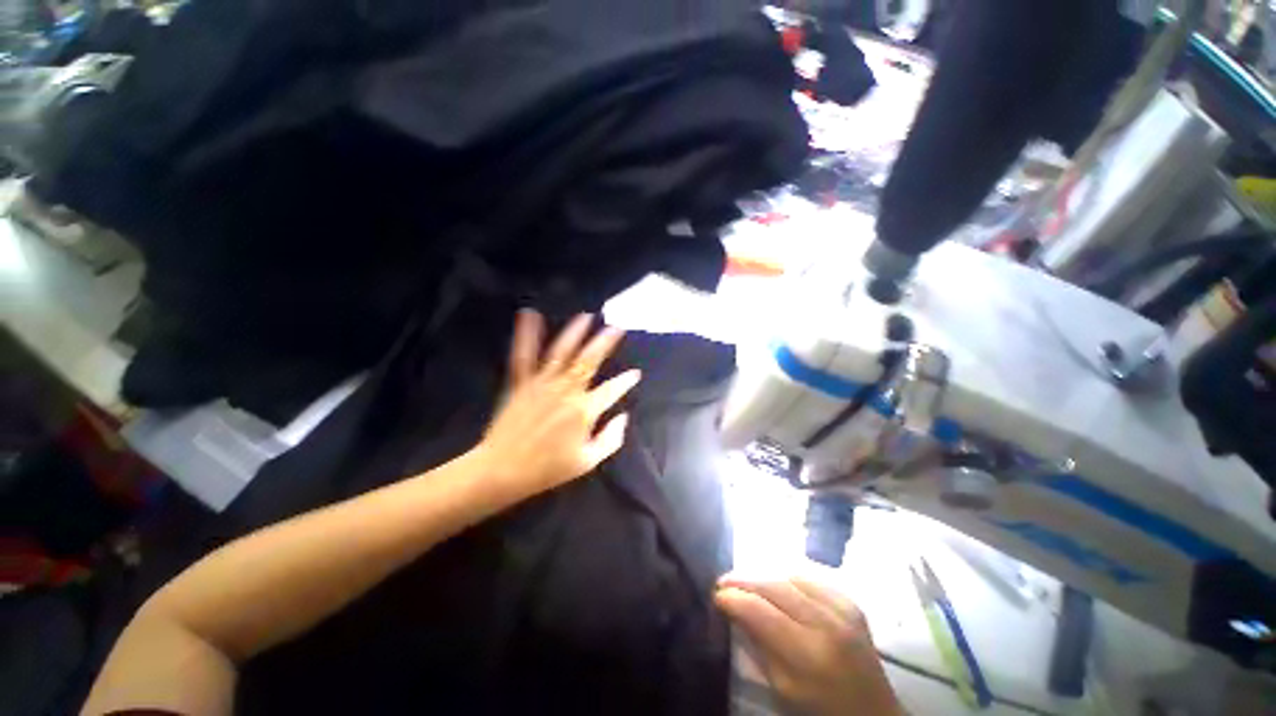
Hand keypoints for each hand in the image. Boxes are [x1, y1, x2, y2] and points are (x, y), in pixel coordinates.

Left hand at [474, 309, 639, 501]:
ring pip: (562, 352)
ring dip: (575, 332)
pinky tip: (529, 314)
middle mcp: (567, 391)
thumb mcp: (587, 462)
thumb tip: (624, 418)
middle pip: (589, 361)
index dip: (626, 382)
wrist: (502, 471)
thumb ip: (611, 439)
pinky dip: (526, 335)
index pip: (612, 390)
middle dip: (605, 342)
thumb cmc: (547, 469)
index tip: (635, 373)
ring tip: (586, 317)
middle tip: (616, 327)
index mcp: (584, 410)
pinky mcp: (521, 383)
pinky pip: (524, 355)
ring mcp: (542, 383)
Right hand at [715, 574, 903, 715]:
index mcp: (809, 654)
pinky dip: (789, 578)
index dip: (734, 598)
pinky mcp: (851, 603)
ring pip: (790, 576)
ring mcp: (843, 609)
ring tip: (747, 583)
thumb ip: (758, 647)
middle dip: (744, 580)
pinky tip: (779, 585)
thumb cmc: (823, 711)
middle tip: (724, 581)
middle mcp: (827, 624)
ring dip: (764, 577)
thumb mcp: (784, 689)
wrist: (874, 715)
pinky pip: (811, 578)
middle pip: (774, 586)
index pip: (760, 611)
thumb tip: (734, 612)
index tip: (716, 594)